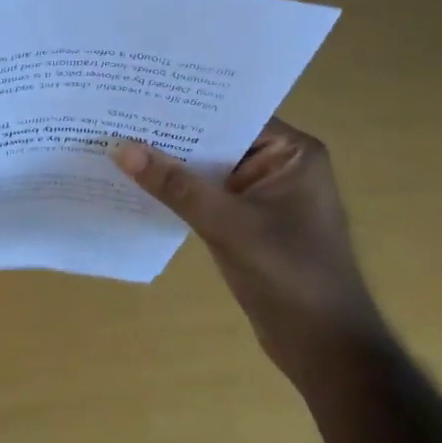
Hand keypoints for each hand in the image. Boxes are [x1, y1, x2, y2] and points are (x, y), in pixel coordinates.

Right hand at [111, 118, 380, 385]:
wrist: (325, 348)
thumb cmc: (290, 276)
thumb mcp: (229, 225)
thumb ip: (176, 186)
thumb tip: (121, 148)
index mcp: (292, 153)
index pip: (232, 114)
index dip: (186, 106)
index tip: (138, 94)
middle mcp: (280, 166)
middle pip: (218, 141)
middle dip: (172, 136)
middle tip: (116, 116)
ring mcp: (264, 197)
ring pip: (209, 171)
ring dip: (172, 167)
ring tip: (117, 146)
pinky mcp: (249, 224)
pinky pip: (208, 198)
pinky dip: (179, 195)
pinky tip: (139, 188)